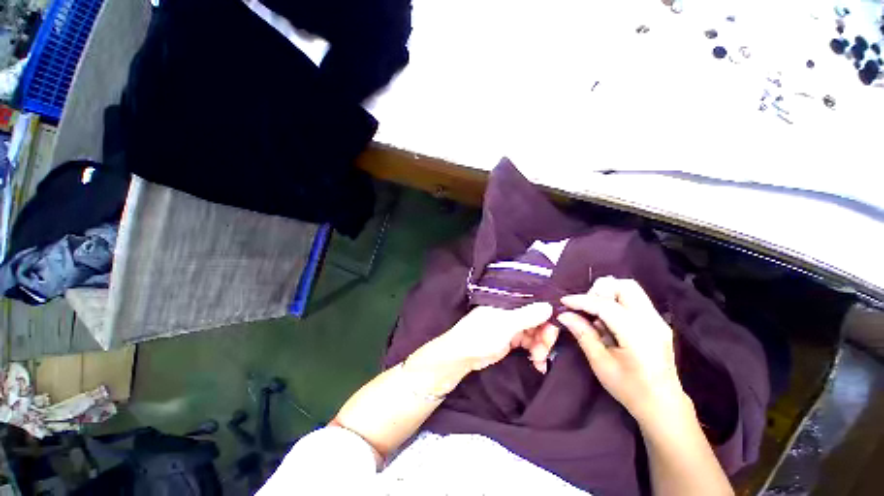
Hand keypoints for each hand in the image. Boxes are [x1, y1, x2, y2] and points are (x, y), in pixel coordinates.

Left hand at [409, 303, 556, 390]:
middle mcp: (513, 310)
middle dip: (545, 335)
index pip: (535, 302)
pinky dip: (536, 352)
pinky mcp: (512, 339)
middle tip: (545, 350)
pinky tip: (538, 363)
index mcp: (509, 301)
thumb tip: (550, 306)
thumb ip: (528, 315)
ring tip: (539, 360)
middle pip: (538, 319)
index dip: (548, 314)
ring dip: (541, 346)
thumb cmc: (481, 334)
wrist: (463, 354)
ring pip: (536, 332)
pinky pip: (530, 343)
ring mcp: (513, 325)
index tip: (556, 328)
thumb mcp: (506, 324)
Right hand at [557, 277, 685, 422]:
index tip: (563, 302)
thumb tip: (563, 315)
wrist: (663, 405)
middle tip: (587, 308)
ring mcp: (658, 320)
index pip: (605, 305)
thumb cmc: (629, 389)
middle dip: (600, 291)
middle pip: (625, 286)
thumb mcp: (600, 363)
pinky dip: (617, 302)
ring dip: (609, 294)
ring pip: (631, 289)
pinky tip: (608, 321)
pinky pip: (635, 300)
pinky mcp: (657, 322)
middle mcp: (652, 321)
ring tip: (596, 314)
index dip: (581, 300)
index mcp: (638, 335)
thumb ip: (583, 334)